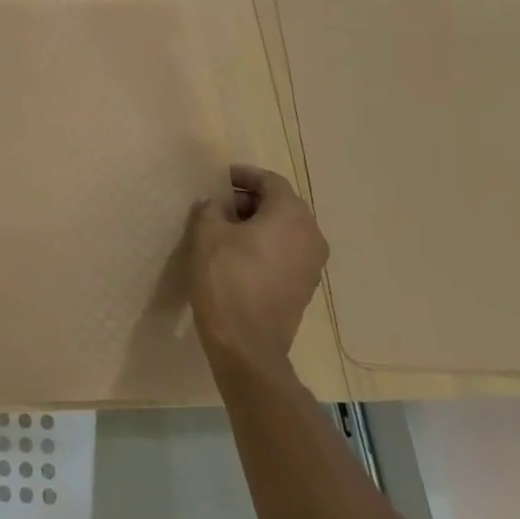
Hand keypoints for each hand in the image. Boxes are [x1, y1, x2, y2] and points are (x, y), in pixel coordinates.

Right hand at [187, 164, 328, 368]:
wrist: (246, 343)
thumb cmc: (226, 279)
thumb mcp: (207, 234)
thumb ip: (211, 209)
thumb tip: (215, 203)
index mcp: (291, 216)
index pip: (271, 181)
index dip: (244, 175)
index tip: (221, 177)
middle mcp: (311, 235)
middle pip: (282, 204)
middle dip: (250, 199)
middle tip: (219, 203)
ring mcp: (312, 264)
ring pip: (285, 230)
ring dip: (258, 223)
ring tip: (225, 228)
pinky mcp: (304, 287)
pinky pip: (286, 252)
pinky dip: (266, 244)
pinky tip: (238, 255)